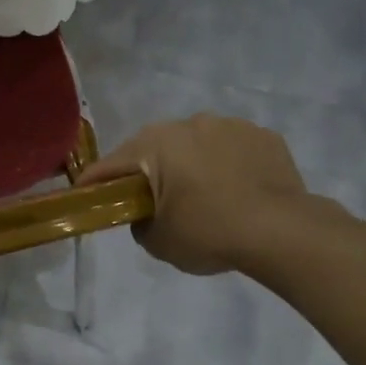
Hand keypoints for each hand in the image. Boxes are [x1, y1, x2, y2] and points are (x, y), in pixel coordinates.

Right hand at [79, 114, 323, 275]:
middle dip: (148, 171)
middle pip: (155, 148)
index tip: (83, 196)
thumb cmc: (209, 233)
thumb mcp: (158, 241)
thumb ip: (140, 223)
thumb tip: (146, 214)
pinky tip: (237, 192)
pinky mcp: (264, 136)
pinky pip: (233, 150)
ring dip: (191, 164)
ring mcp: (231, 125)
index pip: (112, 164)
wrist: (282, 231)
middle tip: (149, 201)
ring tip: (203, 197)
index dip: (94, 183)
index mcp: (156, 143)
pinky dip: (227, 166)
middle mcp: (190, 123)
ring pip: (197, 144)